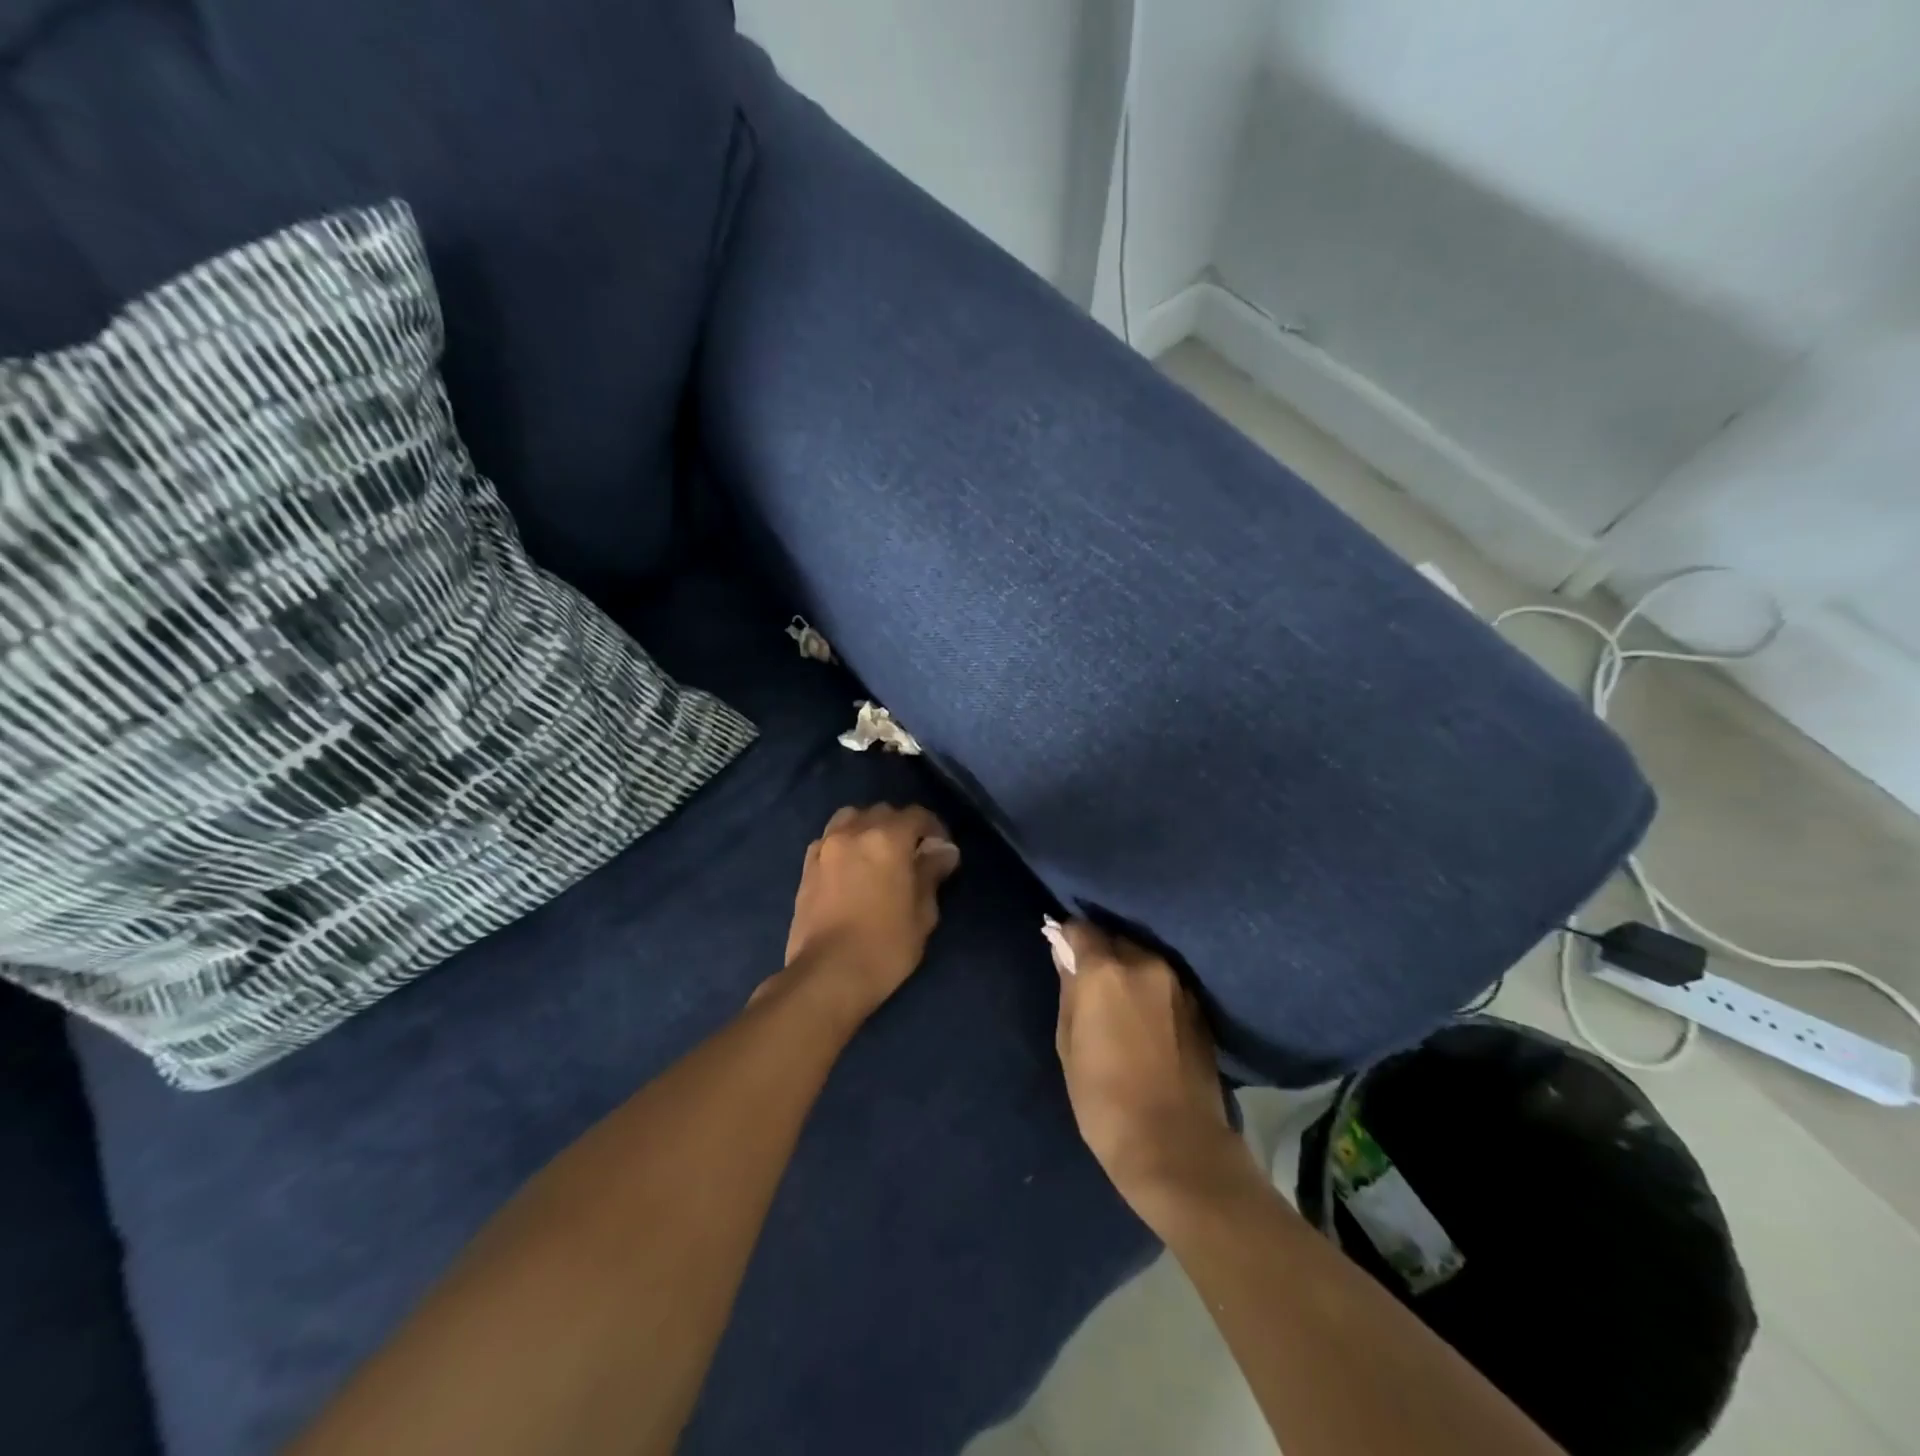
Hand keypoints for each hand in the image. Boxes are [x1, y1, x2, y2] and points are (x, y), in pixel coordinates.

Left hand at [780, 804, 960, 1023]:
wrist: (826, 975)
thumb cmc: (885, 946)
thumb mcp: (922, 913)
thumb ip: (932, 873)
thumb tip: (944, 850)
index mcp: (887, 839)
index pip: (916, 815)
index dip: (934, 828)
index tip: (941, 850)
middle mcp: (854, 832)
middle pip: (882, 812)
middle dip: (901, 827)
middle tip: (912, 855)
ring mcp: (825, 847)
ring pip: (851, 818)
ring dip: (868, 828)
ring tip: (877, 855)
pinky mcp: (806, 866)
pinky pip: (829, 839)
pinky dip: (844, 842)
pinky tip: (851, 867)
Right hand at [1046, 919, 1253, 1226]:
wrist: (1177, 1147)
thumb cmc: (1105, 1100)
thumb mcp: (1068, 1045)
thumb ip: (1068, 990)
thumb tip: (1064, 954)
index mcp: (1106, 970)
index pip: (1080, 928)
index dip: (1066, 937)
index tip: (1060, 952)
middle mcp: (1145, 963)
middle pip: (1114, 939)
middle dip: (1099, 952)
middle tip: (1088, 982)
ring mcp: (1177, 983)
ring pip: (1142, 958)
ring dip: (1127, 969)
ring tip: (1117, 1001)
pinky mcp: (1198, 1006)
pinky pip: (1164, 981)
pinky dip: (1149, 988)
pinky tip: (1144, 1017)